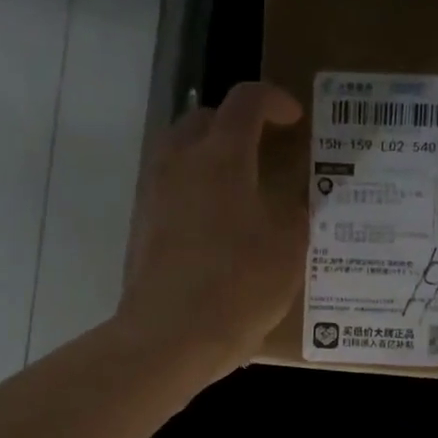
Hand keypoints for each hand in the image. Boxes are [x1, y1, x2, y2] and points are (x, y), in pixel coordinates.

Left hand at [119, 83, 303, 376]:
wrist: (169, 337)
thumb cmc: (237, 287)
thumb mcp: (288, 250)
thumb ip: (296, 213)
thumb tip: (297, 199)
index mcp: (221, 156)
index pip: (246, 101)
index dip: (274, 101)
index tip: (295, 119)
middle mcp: (179, 162)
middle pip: (205, 119)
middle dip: (237, 125)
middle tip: (266, 152)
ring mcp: (153, 193)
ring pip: (182, 153)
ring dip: (212, 158)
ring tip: (242, 191)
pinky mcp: (141, 226)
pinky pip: (171, 188)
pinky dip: (196, 190)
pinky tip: (218, 228)